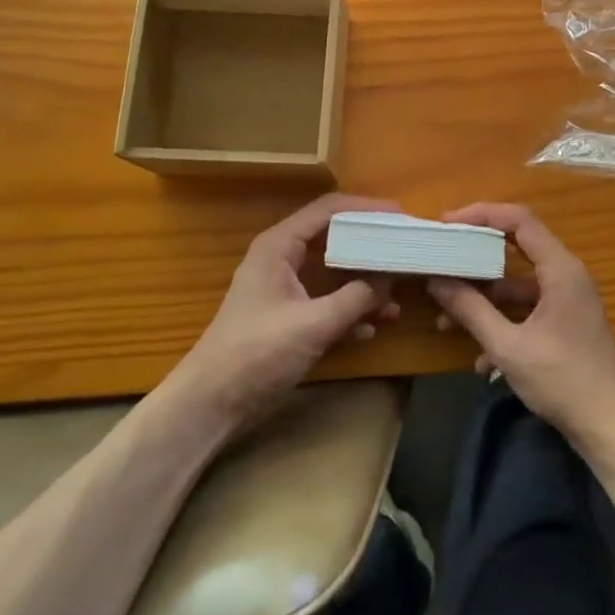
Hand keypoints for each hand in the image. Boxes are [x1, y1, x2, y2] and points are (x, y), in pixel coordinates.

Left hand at [170, 193, 401, 431]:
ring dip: (364, 285)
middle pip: (334, 239)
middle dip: (370, 248)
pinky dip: (350, 311)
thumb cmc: (256, 354)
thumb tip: (390, 279)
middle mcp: (283, 259)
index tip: (400, 216)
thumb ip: (356, 298)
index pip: (328, 210)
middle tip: (404, 251)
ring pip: (333, 274)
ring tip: (397, 299)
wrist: (210, 405)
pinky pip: (327, 302)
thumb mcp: (313, 324)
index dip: (365, 208)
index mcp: (280, 246)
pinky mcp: (289, 318)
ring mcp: (286, 289)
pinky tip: (373, 328)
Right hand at [428, 204, 614, 445]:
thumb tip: (437, 281)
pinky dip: (501, 322)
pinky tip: (479, 360)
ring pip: (517, 284)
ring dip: (483, 298)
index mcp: (560, 268)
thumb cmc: (564, 380)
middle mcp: (565, 275)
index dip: (482, 214)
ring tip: (445, 316)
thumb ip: (471, 310)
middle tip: (442, 258)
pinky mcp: (564, 323)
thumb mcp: (509, 347)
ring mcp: (566, 300)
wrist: (612, 428)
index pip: (519, 219)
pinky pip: (526, 309)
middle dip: (476, 255)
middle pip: (516, 247)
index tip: (448, 224)